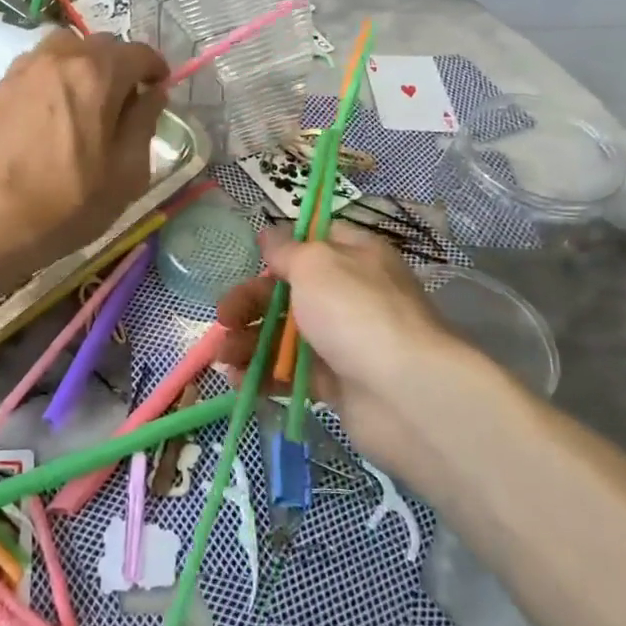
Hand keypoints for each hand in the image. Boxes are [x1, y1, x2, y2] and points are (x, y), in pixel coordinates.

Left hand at [0, 33, 167, 279]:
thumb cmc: (68, 203)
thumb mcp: (127, 173)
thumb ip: (144, 123)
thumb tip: (153, 93)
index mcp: (97, 74)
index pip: (139, 53)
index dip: (155, 70)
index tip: (159, 91)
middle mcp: (60, 58)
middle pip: (102, 45)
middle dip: (121, 67)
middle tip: (125, 104)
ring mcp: (25, 68)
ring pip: (67, 50)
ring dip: (86, 66)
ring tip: (87, 103)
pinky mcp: (1, 86)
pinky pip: (39, 65)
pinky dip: (56, 76)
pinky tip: (55, 112)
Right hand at [213, 225, 526, 475]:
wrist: (403, 393)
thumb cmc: (355, 312)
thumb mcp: (315, 264)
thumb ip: (287, 250)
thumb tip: (269, 232)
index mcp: (354, 257)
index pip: (316, 241)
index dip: (282, 249)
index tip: (253, 259)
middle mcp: (351, 295)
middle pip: (289, 291)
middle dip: (250, 302)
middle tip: (223, 316)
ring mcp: (343, 341)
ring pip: (286, 334)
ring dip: (249, 341)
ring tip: (223, 354)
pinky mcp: (336, 384)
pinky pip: (292, 373)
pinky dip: (263, 375)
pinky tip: (237, 380)